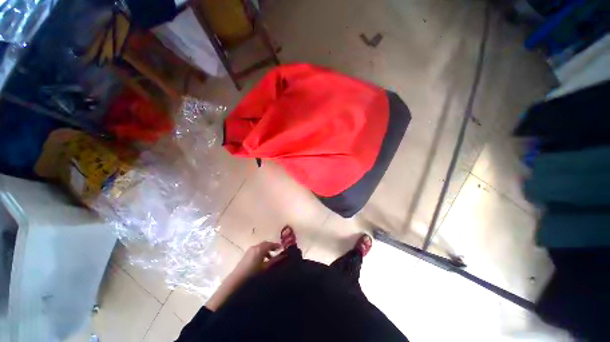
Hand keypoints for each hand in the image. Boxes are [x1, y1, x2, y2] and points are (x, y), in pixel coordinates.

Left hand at [231, 241, 284, 280]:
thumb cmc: (253, 274)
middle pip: (265, 244)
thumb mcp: (266, 268)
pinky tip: (263, 260)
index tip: (282, 248)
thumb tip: (284, 255)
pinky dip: (261, 252)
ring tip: (271, 258)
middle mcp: (255, 247)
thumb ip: (275, 260)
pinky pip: (256, 250)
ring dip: (266, 250)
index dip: (277, 245)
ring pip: (261, 247)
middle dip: (272, 246)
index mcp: (260, 249)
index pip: (271, 244)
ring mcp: (249, 250)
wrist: (236, 281)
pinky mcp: (246, 254)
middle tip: (278, 251)